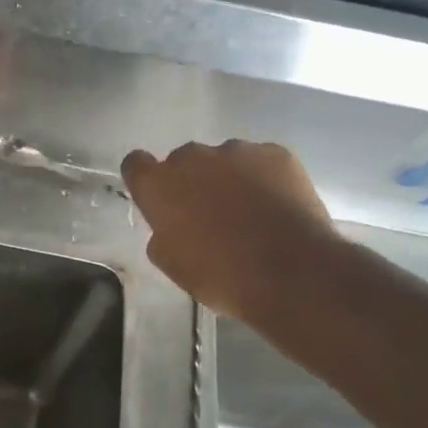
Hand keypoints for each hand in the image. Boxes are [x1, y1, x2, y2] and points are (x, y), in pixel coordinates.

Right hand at [121, 140, 338, 319]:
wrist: (292, 273)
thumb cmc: (221, 276)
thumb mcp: (172, 264)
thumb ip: (162, 233)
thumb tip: (171, 223)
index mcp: (159, 184)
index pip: (136, 164)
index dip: (146, 179)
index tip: (158, 199)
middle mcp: (192, 157)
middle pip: (183, 161)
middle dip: (192, 182)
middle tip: (209, 215)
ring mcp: (237, 151)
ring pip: (224, 160)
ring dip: (229, 179)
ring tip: (251, 213)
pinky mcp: (276, 153)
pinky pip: (261, 162)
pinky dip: (264, 179)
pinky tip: (277, 208)